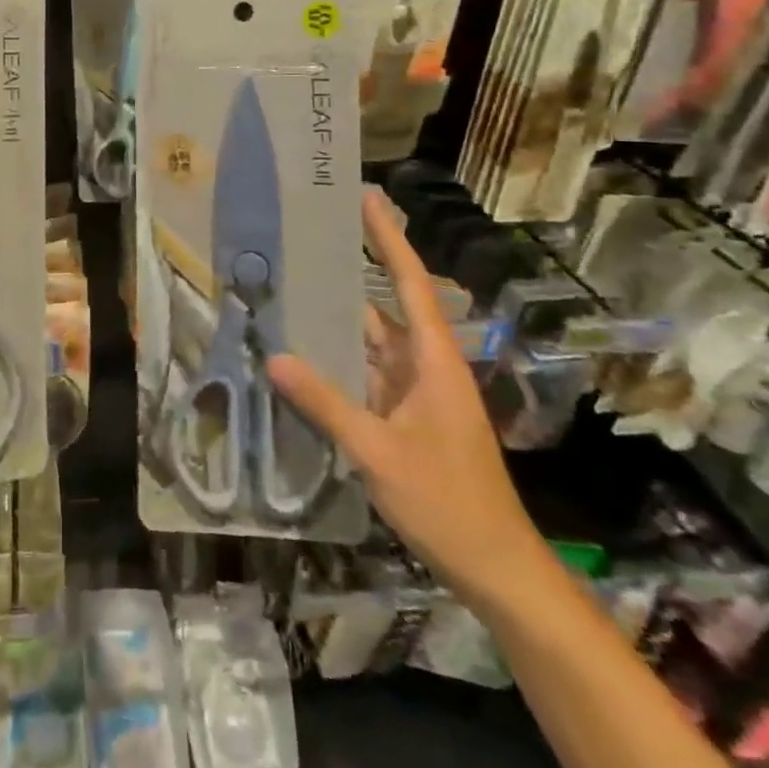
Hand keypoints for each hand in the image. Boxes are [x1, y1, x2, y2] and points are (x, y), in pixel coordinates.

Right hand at [268, 188, 548, 607]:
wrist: (495, 568)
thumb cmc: (447, 502)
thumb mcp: (379, 451)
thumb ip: (326, 402)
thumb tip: (273, 356)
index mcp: (434, 361)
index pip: (410, 283)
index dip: (390, 239)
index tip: (367, 199)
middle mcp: (425, 367)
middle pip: (387, 305)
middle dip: (353, 271)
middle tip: (307, 239)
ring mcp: (415, 394)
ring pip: (371, 343)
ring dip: (338, 320)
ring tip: (290, 288)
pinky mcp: (404, 419)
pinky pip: (364, 376)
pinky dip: (336, 362)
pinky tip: (301, 356)